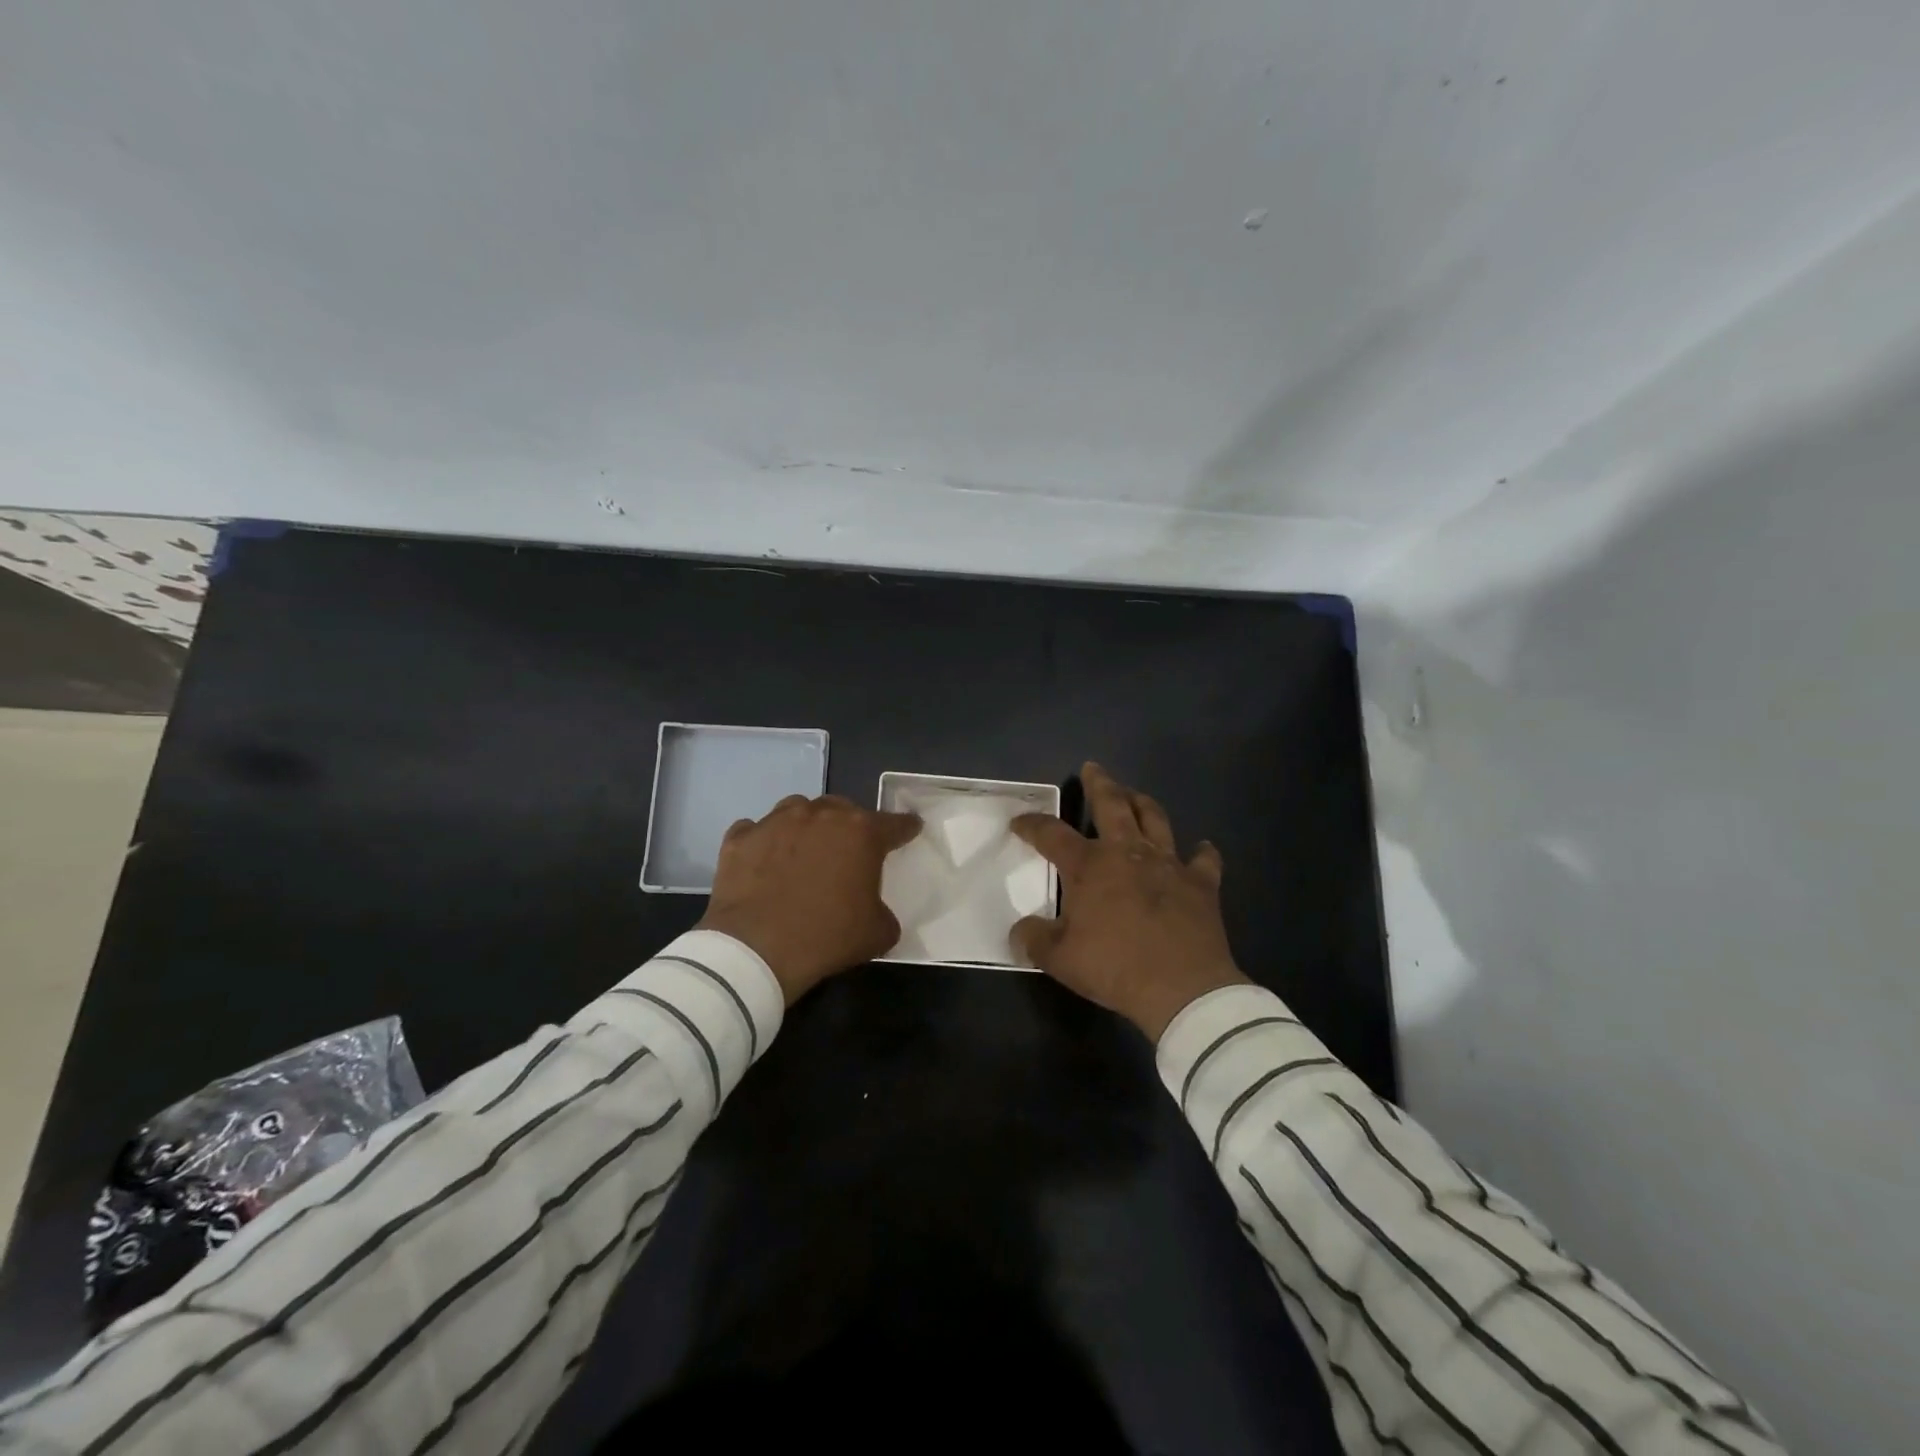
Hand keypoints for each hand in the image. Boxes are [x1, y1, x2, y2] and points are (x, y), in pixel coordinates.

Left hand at [697, 794, 921, 1003]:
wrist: (756, 949)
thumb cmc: (827, 937)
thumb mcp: (877, 932)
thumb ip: (883, 911)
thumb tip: (875, 910)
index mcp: (861, 833)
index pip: (894, 824)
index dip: (905, 827)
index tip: (910, 828)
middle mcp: (820, 815)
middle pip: (843, 809)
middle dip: (850, 825)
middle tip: (849, 849)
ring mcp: (776, 822)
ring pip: (798, 809)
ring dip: (806, 825)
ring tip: (804, 848)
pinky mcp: (741, 838)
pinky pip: (756, 830)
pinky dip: (763, 842)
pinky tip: (763, 861)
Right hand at [1011, 763, 1249, 1039]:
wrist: (1182, 988)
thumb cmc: (1115, 968)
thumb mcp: (1060, 960)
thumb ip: (1035, 940)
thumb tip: (1019, 930)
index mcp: (1090, 866)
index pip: (1052, 834)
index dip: (1032, 825)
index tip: (1018, 822)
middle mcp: (1128, 852)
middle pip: (1112, 805)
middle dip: (1099, 784)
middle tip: (1093, 769)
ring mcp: (1168, 864)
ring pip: (1155, 819)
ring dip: (1143, 803)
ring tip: (1135, 795)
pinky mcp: (1201, 884)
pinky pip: (1204, 861)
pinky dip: (1202, 853)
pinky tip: (1202, 848)